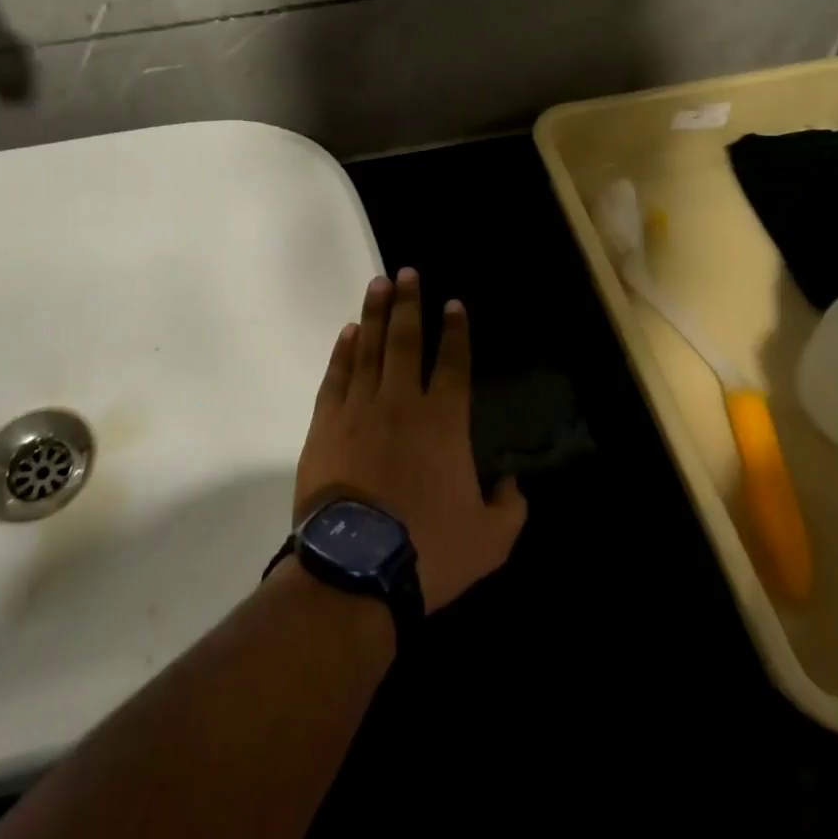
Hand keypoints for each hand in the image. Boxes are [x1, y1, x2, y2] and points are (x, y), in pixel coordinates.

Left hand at [295, 268, 527, 612]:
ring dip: (376, 314)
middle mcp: (402, 402)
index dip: (455, 331)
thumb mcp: (490, 540)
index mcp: (444, 422)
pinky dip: (343, 351)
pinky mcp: (325, 424)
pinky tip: (349, 331)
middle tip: (408, 272)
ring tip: (379, 283)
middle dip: (410, 304)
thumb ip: (509, 508)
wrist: (355, 566)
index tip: (452, 304)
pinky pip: (336, 377)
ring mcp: (359, 409)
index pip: (453, 363)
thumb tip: (511, 483)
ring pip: (370, 349)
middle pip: (407, 341)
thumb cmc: (428, 549)